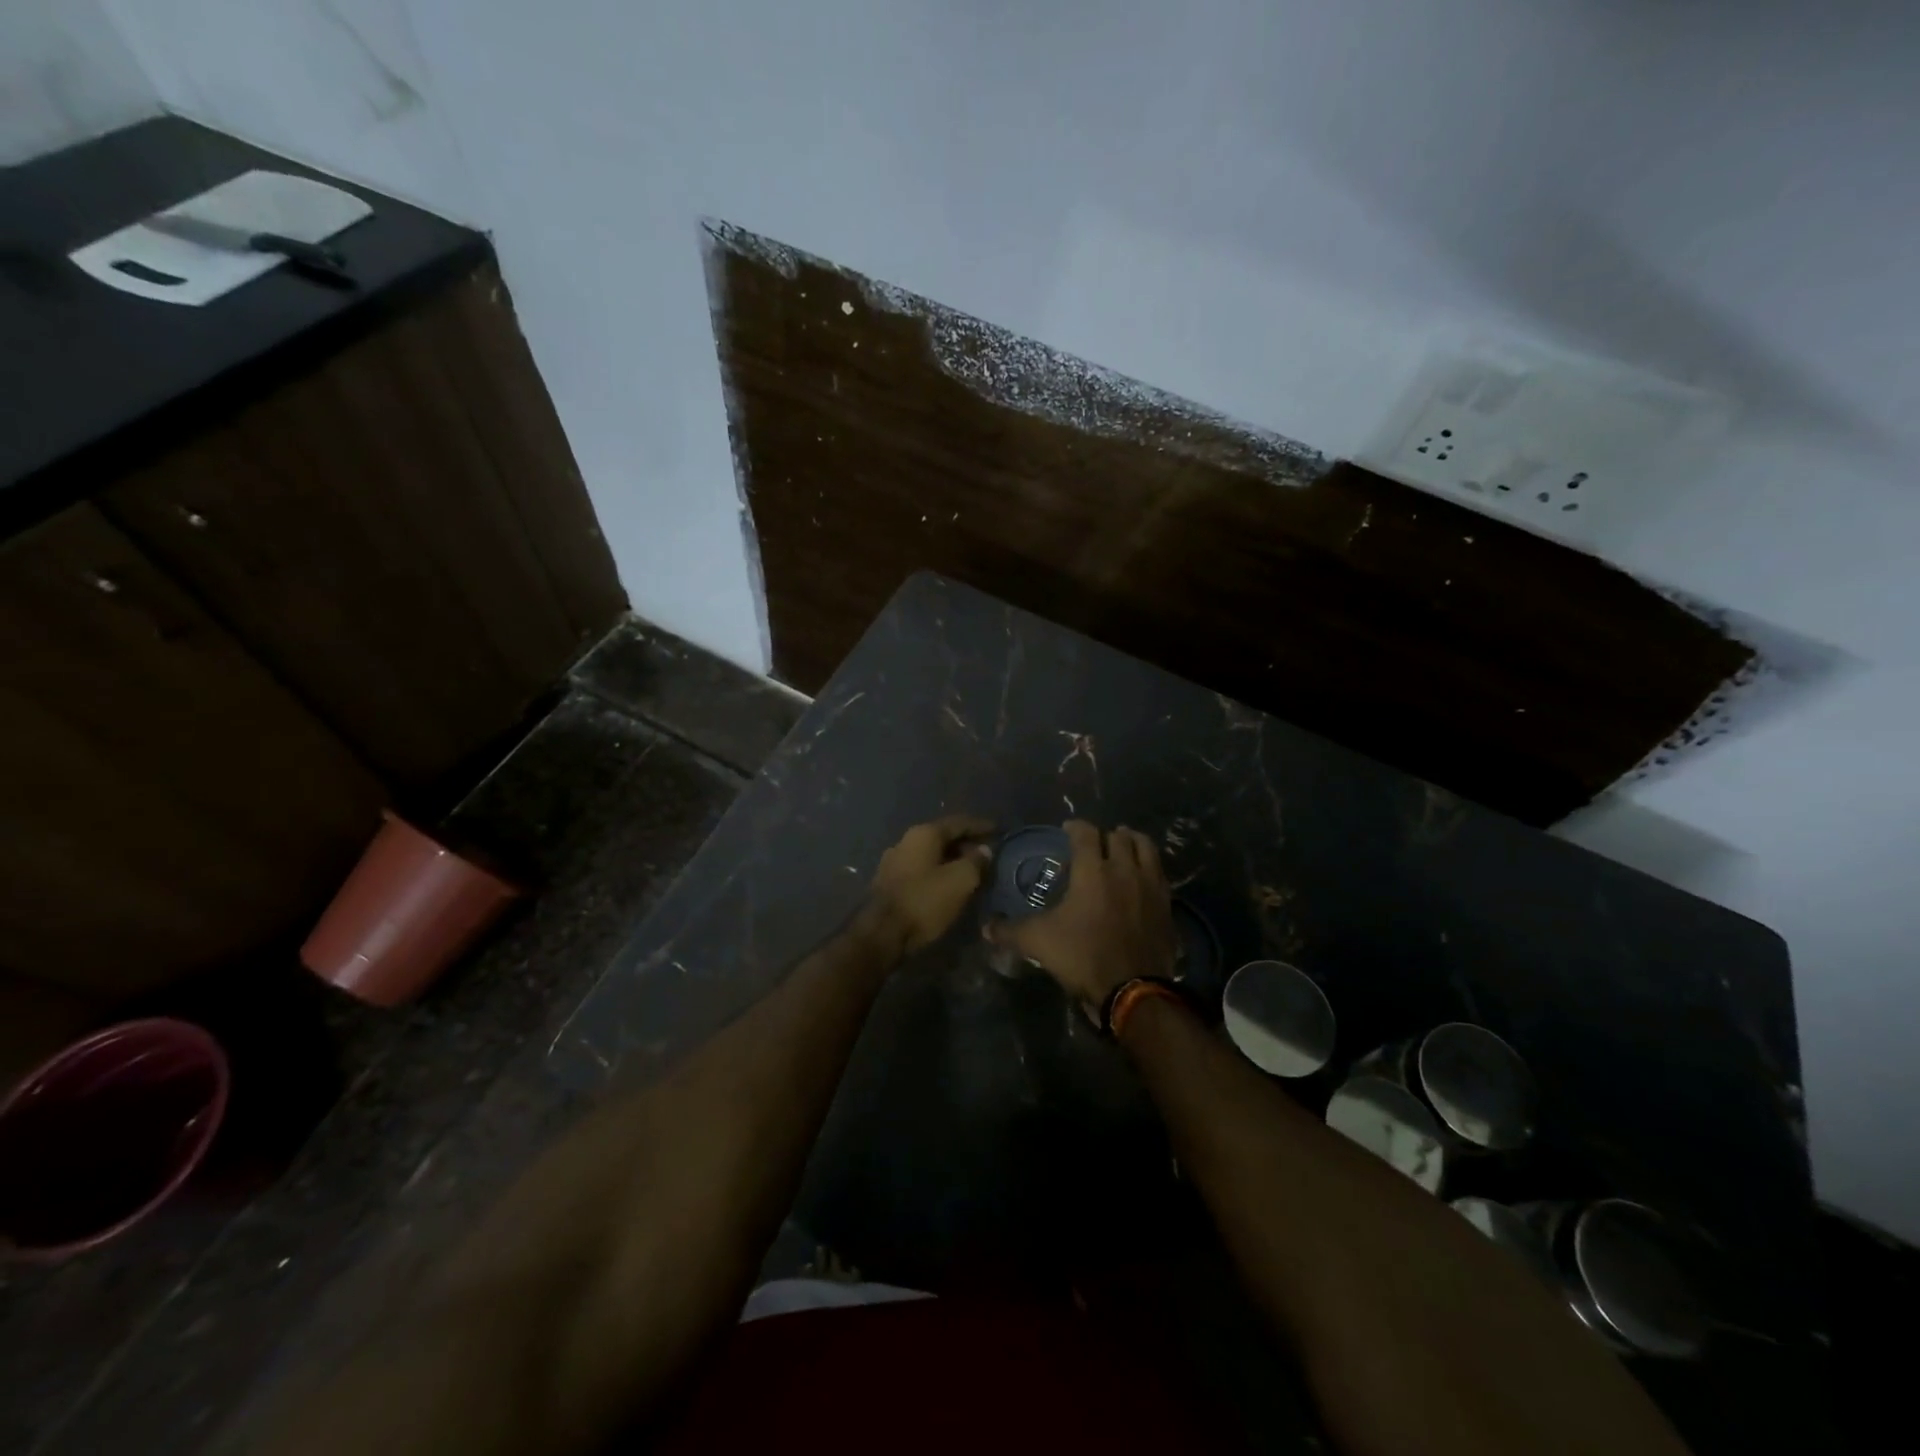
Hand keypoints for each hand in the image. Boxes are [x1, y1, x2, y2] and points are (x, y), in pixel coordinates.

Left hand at [867, 815, 993, 953]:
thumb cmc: (924, 901)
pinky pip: (921, 870)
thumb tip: (984, 850)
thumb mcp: (960, 881)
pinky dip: (939, 872)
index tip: (999, 830)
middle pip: (943, 837)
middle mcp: (906, 841)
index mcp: (924, 834)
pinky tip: (949, 885)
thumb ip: (976, 862)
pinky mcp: (889, 882)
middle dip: (967, 844)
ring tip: (972, 870)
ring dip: (952, 860)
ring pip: (931, 855)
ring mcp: (894, 861)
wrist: (881, 933)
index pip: (958, 822)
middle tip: (988, 854)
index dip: (981, 826)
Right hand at [987, 821, 1175, 1007]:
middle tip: (1095, 843)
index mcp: (1093, 871)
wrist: (1133, 989)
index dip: (1075, 827)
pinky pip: (1160, 874)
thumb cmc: (1083, 956)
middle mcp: (1124, 869)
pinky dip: (1150, 867)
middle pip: (1119, 836)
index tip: (1067, 829)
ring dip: (1133, 842)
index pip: (1085, 833)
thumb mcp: (1038, 942)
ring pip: (1146, 848)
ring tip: (1124, 846)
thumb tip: (985, 927)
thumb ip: (1010, 931)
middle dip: (1105, 835)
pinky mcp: (1167, 904)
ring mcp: (1150, 886)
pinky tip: (1142, 878)